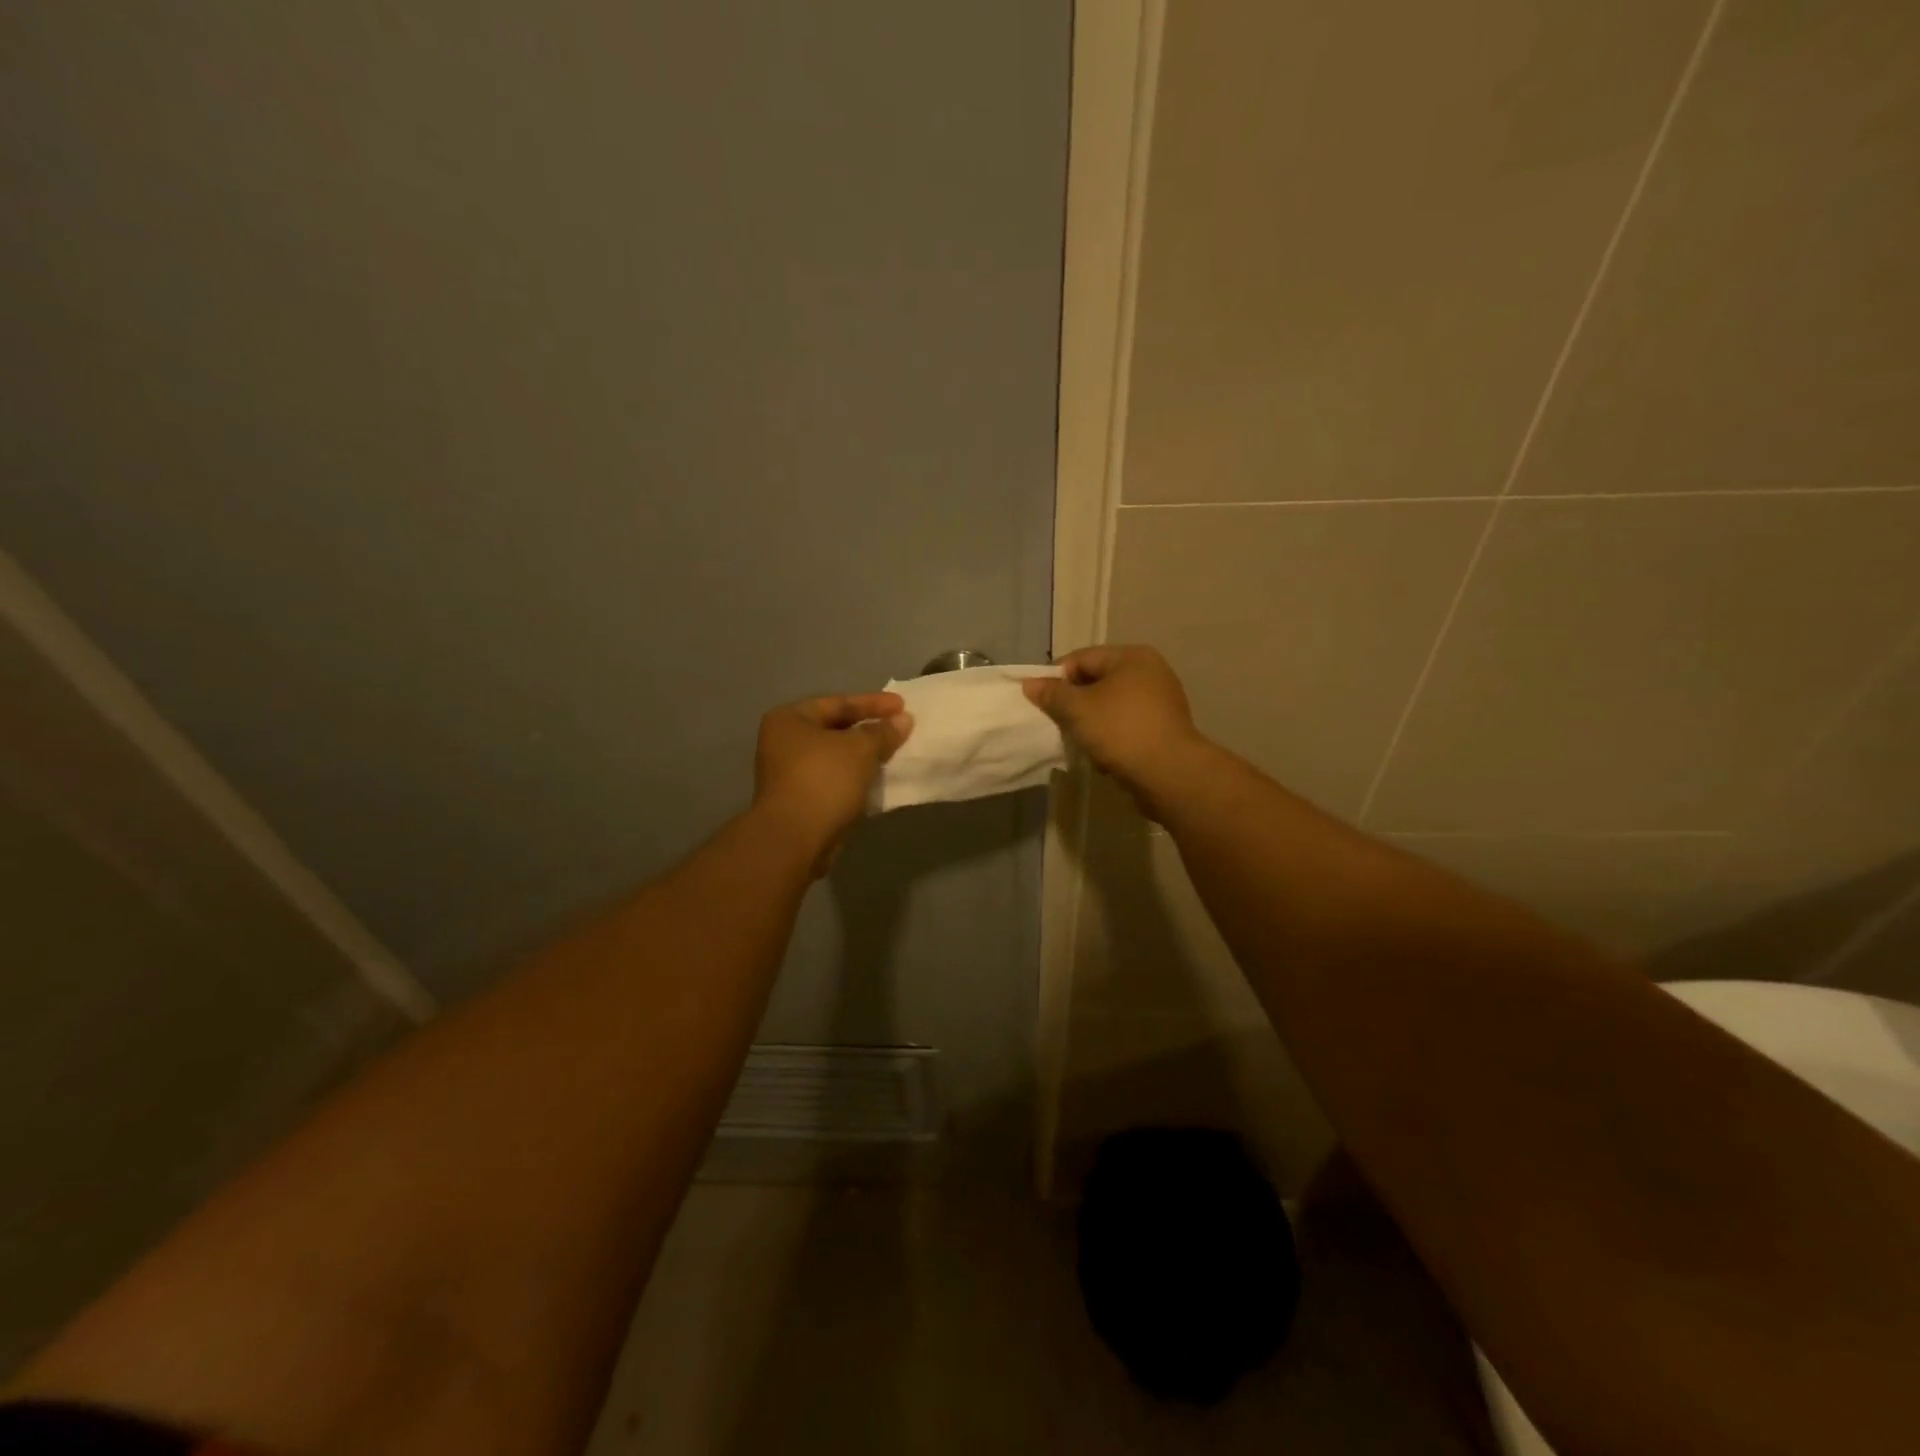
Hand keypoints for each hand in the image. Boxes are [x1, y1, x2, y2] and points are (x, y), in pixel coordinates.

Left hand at [753, 693, 912, 870]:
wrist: (795, 839)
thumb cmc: (824, 780)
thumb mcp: (860, 749)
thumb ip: (883, 731)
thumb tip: (903, 720)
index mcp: (789, 719)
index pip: (838, 703)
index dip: (873, 703)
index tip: (903, 706)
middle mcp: (782, 743)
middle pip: (834, 729)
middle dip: (868, 730)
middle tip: (899, 729)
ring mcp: (788, 774)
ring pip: (835, 757)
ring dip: (863, 755)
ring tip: (893, 753)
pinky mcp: (799, 801)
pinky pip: (833, 780)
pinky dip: (855, 777)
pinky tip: (878, 779)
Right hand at [1023, 645, 1204, 795]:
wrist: (1169, 774)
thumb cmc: (1120, 730)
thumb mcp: (1077, 709)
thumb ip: (1052, 694)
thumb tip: (1030, 683)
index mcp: (1132, 657)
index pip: (1081, 658)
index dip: (1056, 678)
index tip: (1041, 703)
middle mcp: (1151, 672)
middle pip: (1097, 681)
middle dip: (1074, 703)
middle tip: (1058, 724)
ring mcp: (1161, 701)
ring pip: (1111, 706)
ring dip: (1091, 723)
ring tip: (1080, 743)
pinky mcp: (1164, 729)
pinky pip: (1127, 725)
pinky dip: (1111, 737)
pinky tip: (1102, 756)